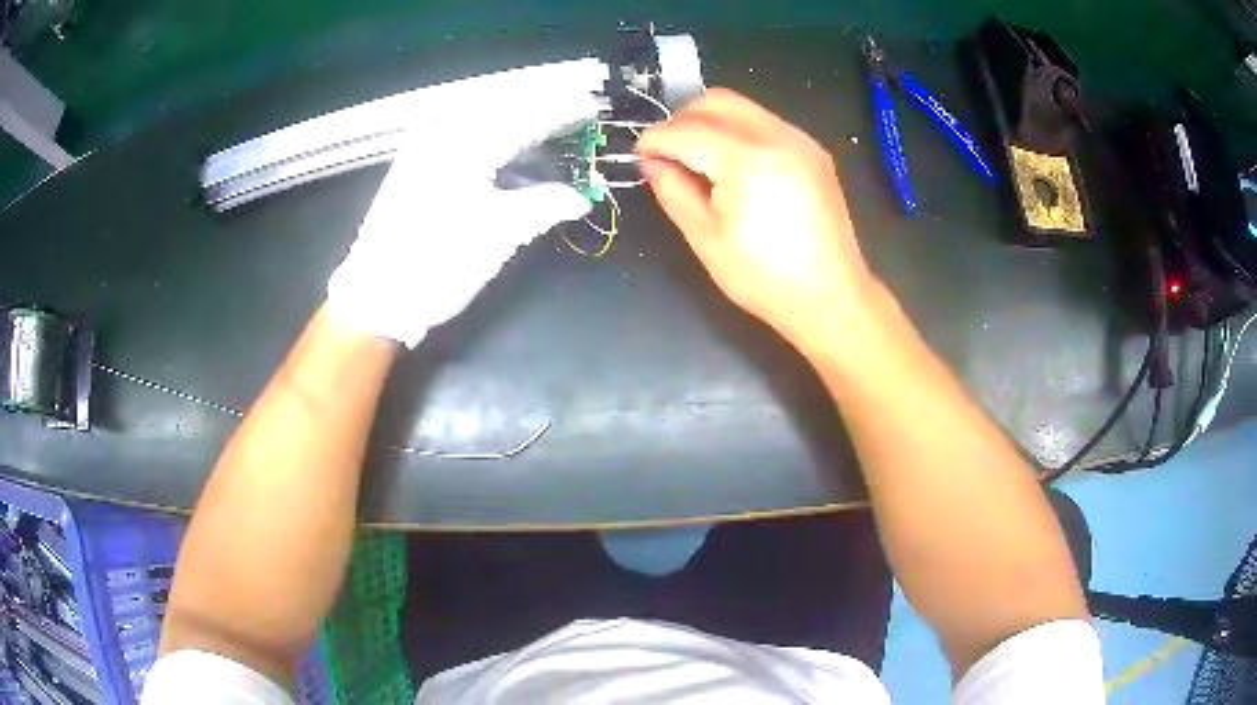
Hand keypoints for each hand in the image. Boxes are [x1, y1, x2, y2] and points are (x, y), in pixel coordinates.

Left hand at [327, 87, 600, 346]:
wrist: (377, 297)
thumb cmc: (439, 263)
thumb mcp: (500, 235)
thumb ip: (546, 206)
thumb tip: (580, 199)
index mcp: (466, 145)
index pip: (525, 116)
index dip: (562, 112)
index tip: (590, 109)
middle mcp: (441, 135)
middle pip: (502, 113)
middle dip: (540, 117)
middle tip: (572, 124)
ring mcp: (421, 149)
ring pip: (480, 126)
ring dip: (515, 132)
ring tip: (545, 144)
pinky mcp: (411, 168)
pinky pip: (459, 142)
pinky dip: (488, 147)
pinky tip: (505, 162)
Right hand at [636, 88, 878, 355]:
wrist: (830, 296)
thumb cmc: (763, 276)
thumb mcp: (704, 237)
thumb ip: (672, 189)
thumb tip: (651, 162)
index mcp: (746, 159)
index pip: (686, 130)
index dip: (655, 139)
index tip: (639, 155)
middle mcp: (776, 136)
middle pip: (715, 101)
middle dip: (682, 119)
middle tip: (667, 152)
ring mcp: (800, 140)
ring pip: (742, 107)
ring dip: (711, 122)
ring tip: (697, 159)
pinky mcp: (813, 152)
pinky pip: (765, 123)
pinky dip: (738, 132)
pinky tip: (733, 166)